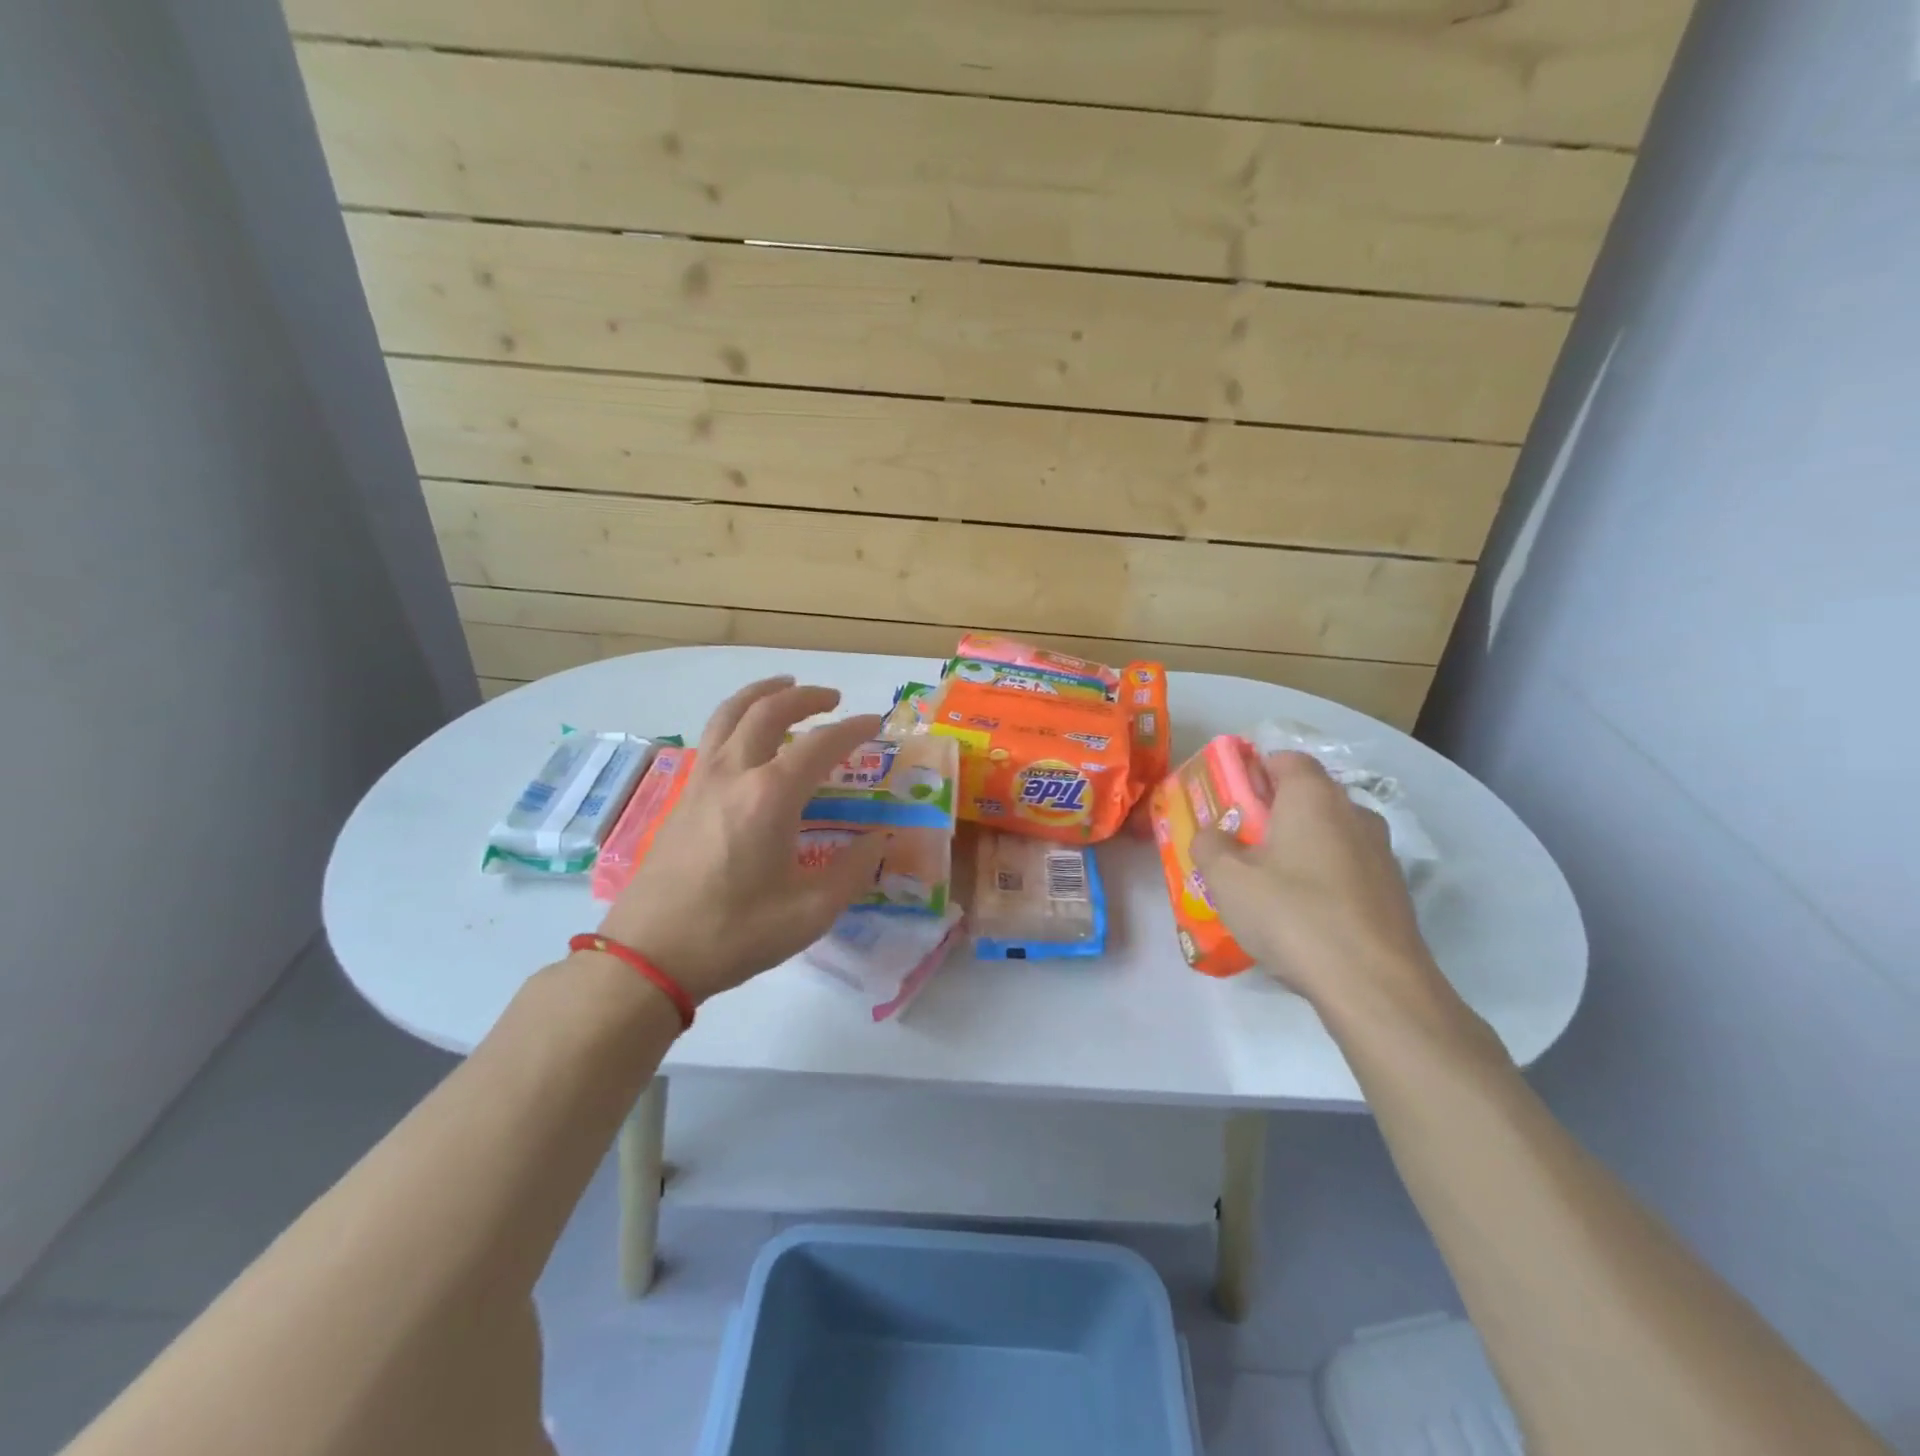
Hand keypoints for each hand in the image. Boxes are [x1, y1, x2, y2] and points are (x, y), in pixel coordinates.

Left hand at [596, 677, 888, 1003]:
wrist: (649, 955)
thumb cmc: (735, 933)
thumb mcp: (810, 911)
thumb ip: (853, 870)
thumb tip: (879, 840)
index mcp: (770, 796)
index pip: (820, 744)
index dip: (853, 729)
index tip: (875, 723)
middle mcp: (734, 773)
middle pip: (769, 710)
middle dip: (806, 696)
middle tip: (834, 698)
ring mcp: (701, 781)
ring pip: (730, 713)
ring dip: (762, 693)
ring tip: (786, 687)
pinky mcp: (683, 796)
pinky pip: (713, 736)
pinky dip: (738, 718)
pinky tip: (748, 737)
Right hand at [1192, 751, 1441, 1012]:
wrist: (1374, 985)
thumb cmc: (1292, 914)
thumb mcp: (1227, 879)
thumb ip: (1210, 845)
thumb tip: (1212, 835)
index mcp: (1314, 797)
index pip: (1287, 758)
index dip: (1256, 770)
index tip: (1232, 798)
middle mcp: (1354, 814)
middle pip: (1309, 797)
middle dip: (1274, 813)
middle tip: (1241, 845)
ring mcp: (1381, 854)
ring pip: (1331, 835)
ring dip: (1301, 848)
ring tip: (1270, 886)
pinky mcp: (1395, 894)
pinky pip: (1348, 871)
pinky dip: (1324, 880)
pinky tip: (1304, 918)